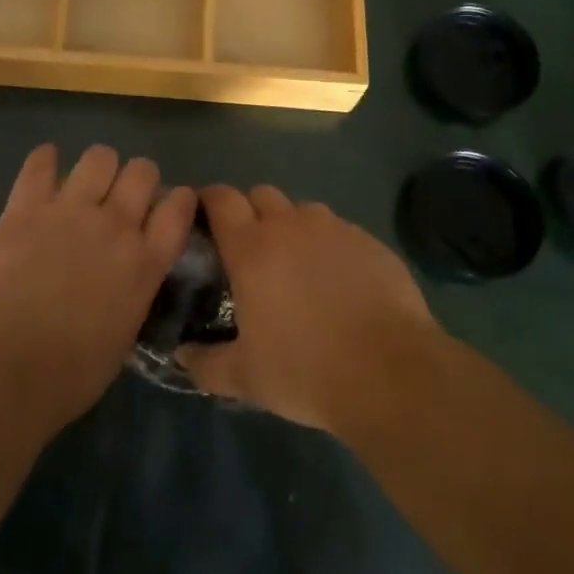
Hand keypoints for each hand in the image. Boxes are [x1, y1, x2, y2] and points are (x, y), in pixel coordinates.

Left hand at [0, 143, 196, 431]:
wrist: (2, 370)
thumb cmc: (68, 376)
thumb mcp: (123, 336)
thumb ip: (132, 292)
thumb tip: (128, 276)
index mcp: (144, 263)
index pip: (178, 208)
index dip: (178, 199)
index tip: (171, 205)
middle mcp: (115, 226)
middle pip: (142, 171)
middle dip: (137, 179)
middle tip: (122, 198)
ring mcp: (70, 211)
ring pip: (99, 156)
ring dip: (98, 167)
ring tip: (85, 184)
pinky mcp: (25, 208)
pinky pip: (39, 164)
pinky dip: (44, 161)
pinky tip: (43, 168)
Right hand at [177, 184, 441, 434]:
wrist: (391, 373)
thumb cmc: (306, 370)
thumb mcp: (246, 378)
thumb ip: (206, 363)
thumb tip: (181, 356)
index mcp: (252, 247)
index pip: (221, 198)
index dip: (209, 200)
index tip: (203, 216)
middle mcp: (291, 224)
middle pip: (261, 194)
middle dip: (251, 211)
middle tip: (250, 248)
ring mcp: (335, 228)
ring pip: (303, 212)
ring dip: (293, 228)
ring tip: (298, 267)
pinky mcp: (370, 241)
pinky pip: (340, 232)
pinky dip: (330, 247)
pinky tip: (340, 283)